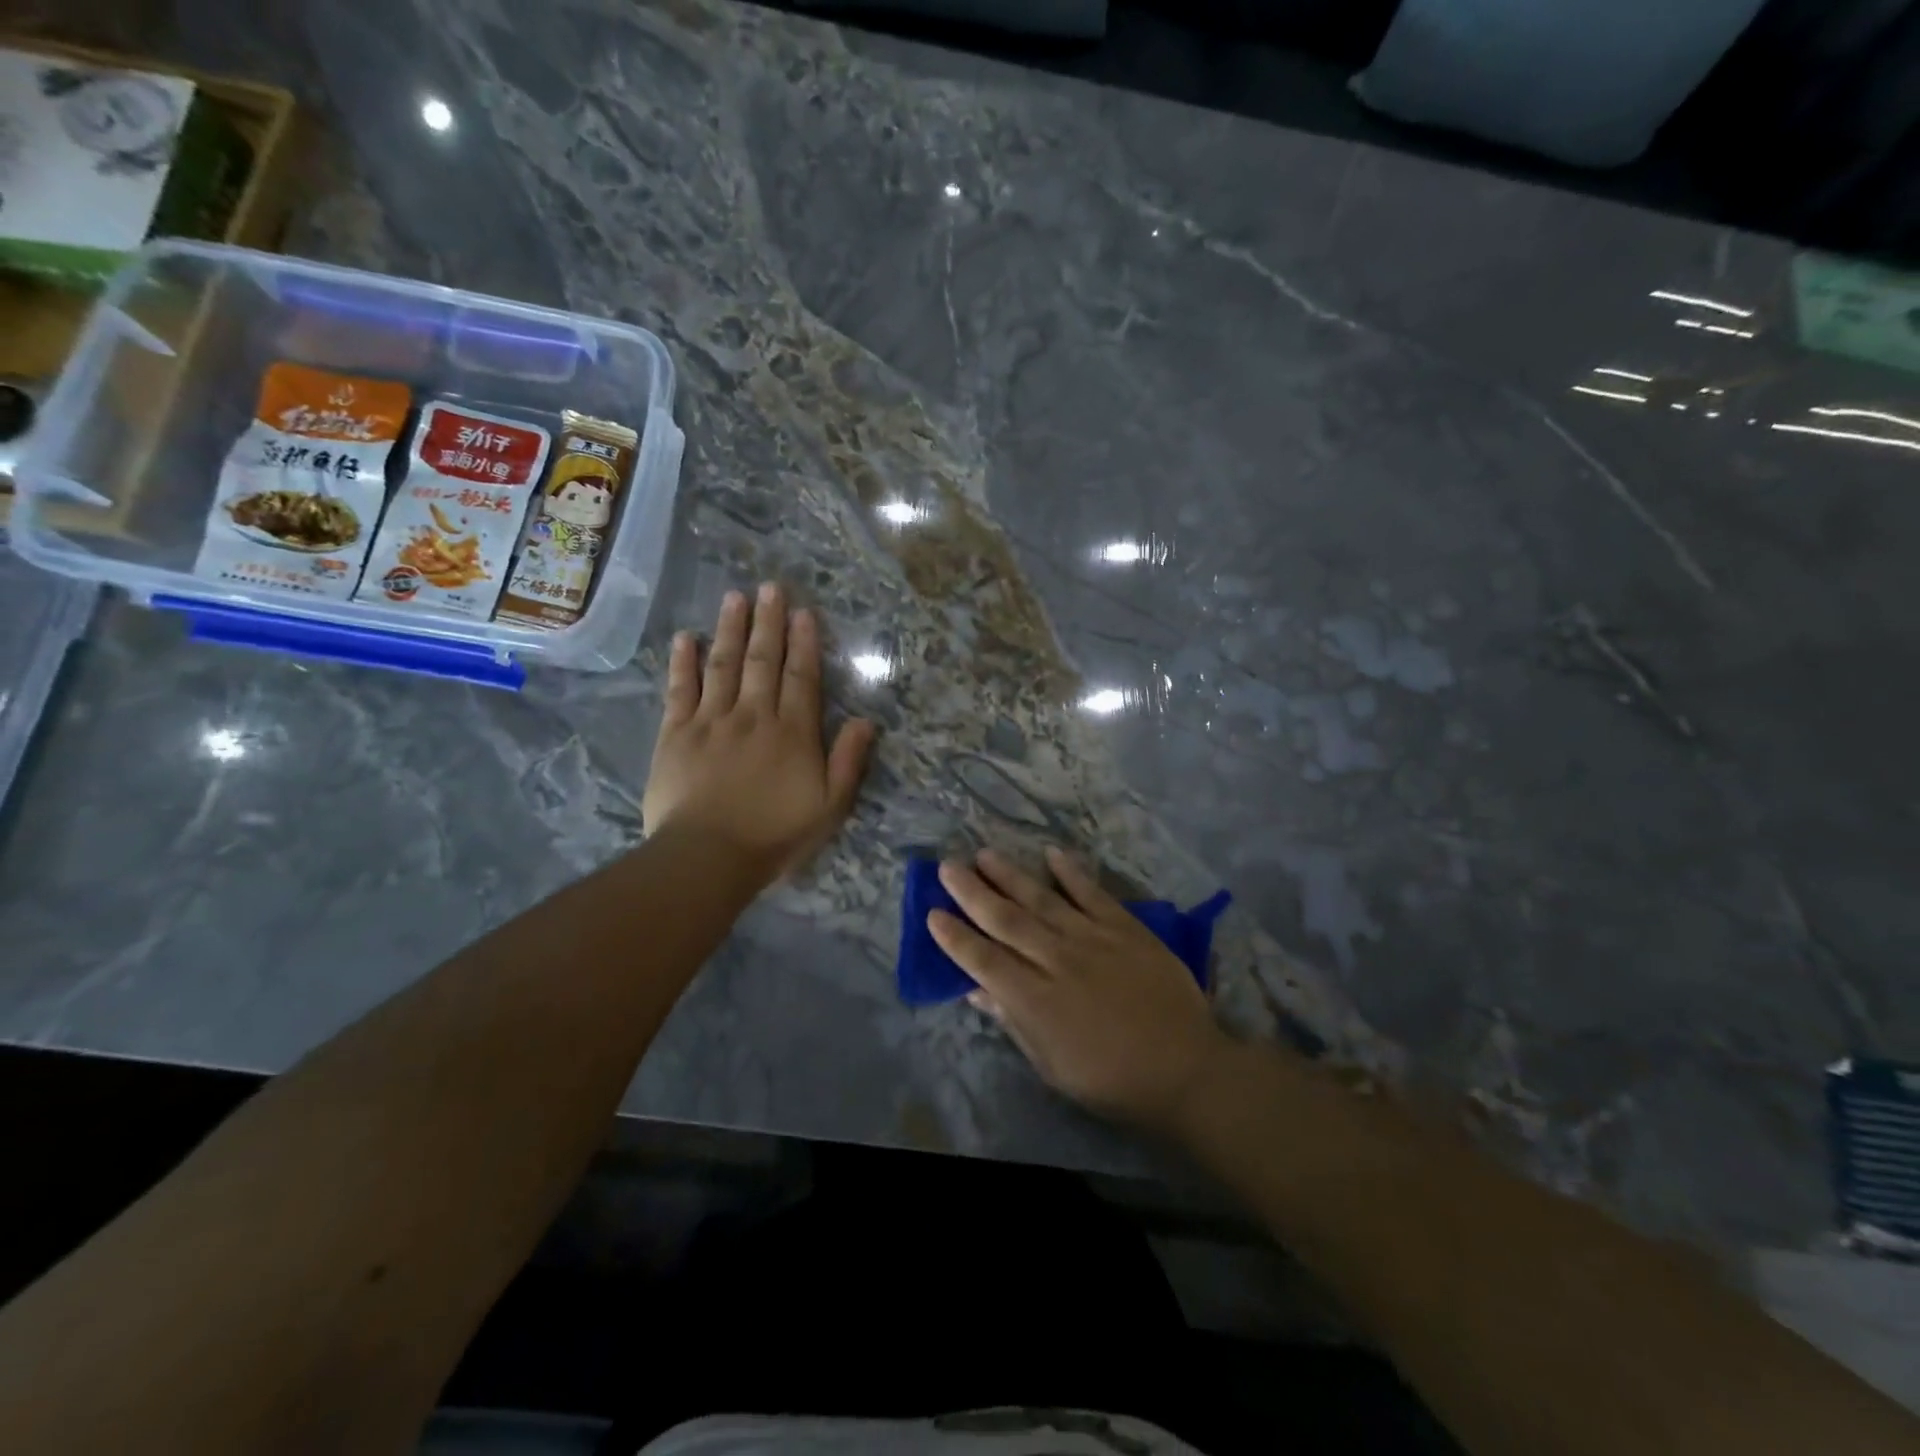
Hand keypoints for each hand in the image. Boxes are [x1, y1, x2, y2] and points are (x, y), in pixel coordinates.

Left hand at [643, 583, 875, 882]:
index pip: (801, 677)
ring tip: (734, 597)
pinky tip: (686, 638)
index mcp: (792, 732)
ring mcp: (711, 721)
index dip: (804, 643)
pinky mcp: (675, 734)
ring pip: (723, 665)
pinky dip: (683, 662)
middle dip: (768, 622)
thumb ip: (848, 761)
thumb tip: (866, 720)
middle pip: (762, 660)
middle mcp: (753, 715)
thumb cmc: (774, 835)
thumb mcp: (829, 807)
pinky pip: (680, 690)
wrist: (707, 857)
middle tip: (770, 587)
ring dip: (730, 629)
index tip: (804, 612)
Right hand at [928, 847, 1229, 1131]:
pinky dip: (1071, 872)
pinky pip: (1092, 893)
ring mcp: (1092, 938)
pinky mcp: (1125, 928)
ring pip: (1042, 899)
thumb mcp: (1051, 1066)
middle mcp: (1057, 960)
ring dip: (1010, 875)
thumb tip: (975, 990)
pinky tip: (1051, 853)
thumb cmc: (1110, 1079)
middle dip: (972, 892)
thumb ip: (1012, 1022)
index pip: (983, 960)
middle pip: (1006, 920)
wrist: (1184, 1068)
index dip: (955, 937)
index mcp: (1035, 1000)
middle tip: (947, 867)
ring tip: (984, 854)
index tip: (932, 914)